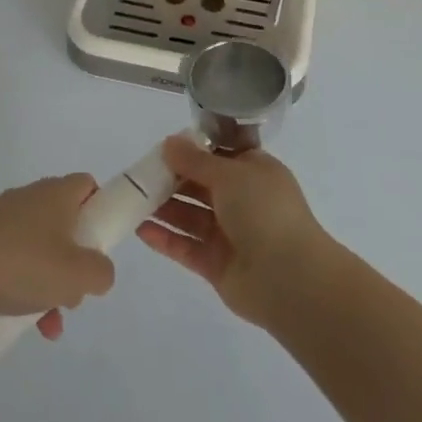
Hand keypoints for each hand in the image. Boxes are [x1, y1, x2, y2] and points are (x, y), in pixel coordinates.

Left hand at [0, 174, 115, 340]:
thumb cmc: (24, 265)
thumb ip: (101, 272)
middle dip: (75, 258)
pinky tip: (24, 324)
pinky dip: (24, 287)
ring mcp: (1, 219)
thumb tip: (99, 271)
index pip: (87, 186)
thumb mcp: (77, 275)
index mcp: (55, 193)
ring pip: (39, 248)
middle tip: (75, 288)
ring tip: (50, 321)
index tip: (100, 241)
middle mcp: (29, 197)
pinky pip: (13, 261)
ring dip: (50, 282)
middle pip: (64, 222)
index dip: (100, 209)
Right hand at [136, 134, 332, 326]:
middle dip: (172, 179)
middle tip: (140, 174)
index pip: (221, 155)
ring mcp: (230, 234)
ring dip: (164, 207)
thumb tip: (170, 142)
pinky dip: (165, 238)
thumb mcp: (230, 174)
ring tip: (132, 198)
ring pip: (191, 216)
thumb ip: (195, 160)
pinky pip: (186, 247)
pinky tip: (140, 229)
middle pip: (201, 185)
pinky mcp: (216, 265)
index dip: (194, 150)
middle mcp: (243, 200)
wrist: (289, 278)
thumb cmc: (264, 211)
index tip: (164, 147)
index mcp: (255, 172)